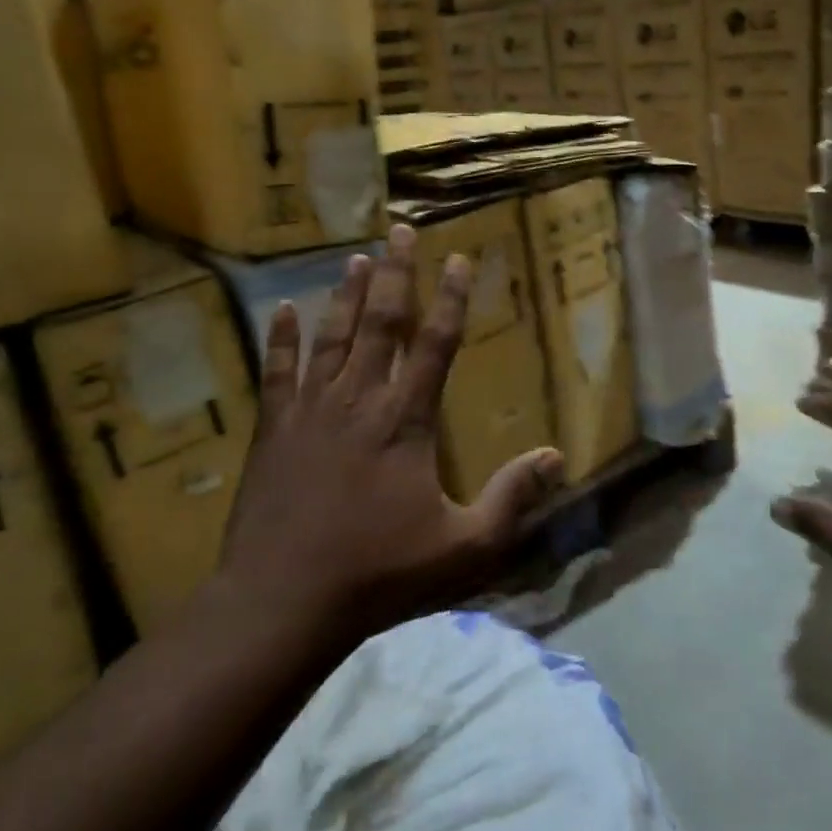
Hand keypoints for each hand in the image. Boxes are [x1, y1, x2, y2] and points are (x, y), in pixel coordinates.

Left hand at [222, 224, 563, 636]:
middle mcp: (359, 399)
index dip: (451, 298)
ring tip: (358, 258)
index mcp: (406, 420)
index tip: (459, 259)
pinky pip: (277, 371)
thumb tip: (558, 457)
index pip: (436, 343)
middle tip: (400, 230)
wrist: (282, 600)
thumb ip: (512, 500)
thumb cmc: (378, 574)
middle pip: (382, 322)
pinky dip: (281, 338)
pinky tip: (282, 309)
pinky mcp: (274, 429)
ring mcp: (310, 410)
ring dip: (347, 295)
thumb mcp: (465, 548)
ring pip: (332, 337)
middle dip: (397, 274)